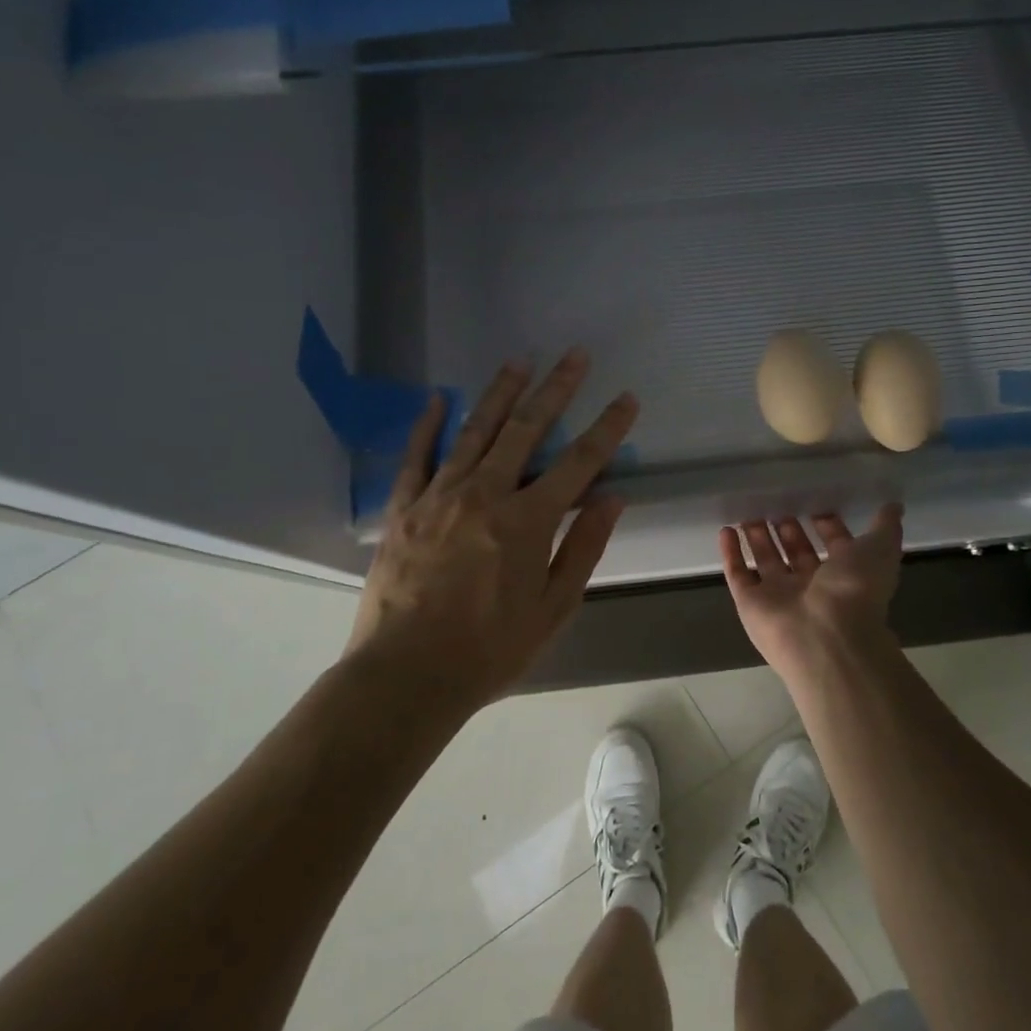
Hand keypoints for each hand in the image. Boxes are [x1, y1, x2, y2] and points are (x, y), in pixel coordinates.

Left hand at [346, 350, 638, 704]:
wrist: (405, 675)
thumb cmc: (489, 649)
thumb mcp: (552, 608)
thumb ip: (582, 548)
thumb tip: (611, 498)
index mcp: (527, 521)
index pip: (579, 462)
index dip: (607, 427)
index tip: (626, 398)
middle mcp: (485, 494)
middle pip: (527, 429)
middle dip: (556, 388)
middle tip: (574, 355)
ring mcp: (439, 496)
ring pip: (476, 431)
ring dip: (501, 392)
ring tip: (520, 360)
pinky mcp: (404, 508)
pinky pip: (417, 456)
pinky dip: (429, 425)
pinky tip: (441, 399)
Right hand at [719, 507, 904, 678]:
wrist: (826, 637)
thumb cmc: (855, 590)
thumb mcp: (879, 550)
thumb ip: (885, 527)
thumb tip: (894, 505)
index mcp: (844, 575)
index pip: (834, 546)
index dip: (827, 525)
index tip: (816, 502)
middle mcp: (811, 586)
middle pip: (796, 553)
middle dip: (787, 530)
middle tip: (776, 503)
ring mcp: (778, 596)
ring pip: (766, 561)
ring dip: (757, 537)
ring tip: (748, 512)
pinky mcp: (750, 603)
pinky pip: (738, 574)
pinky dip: (731, 553)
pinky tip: (725, 529)